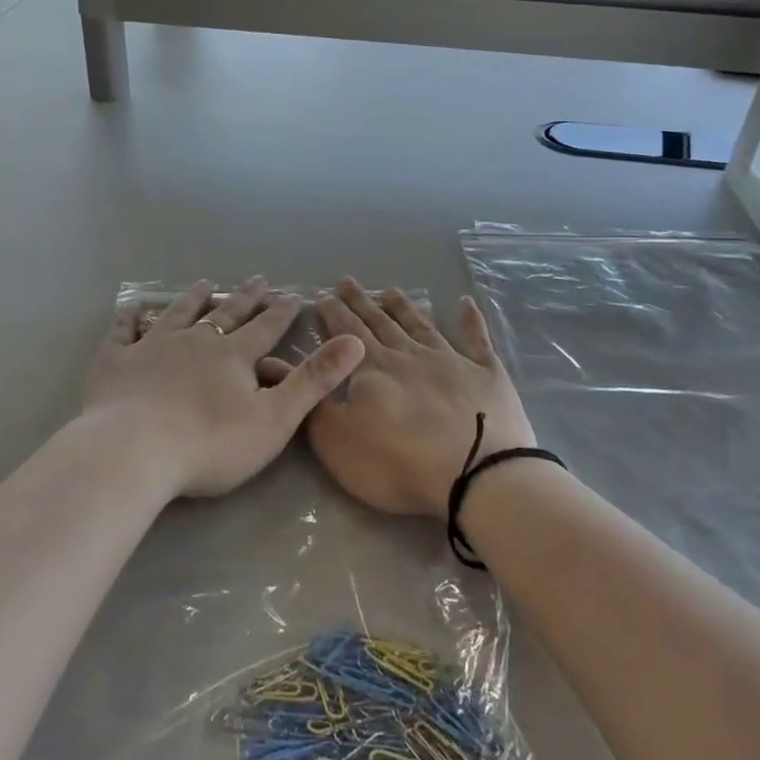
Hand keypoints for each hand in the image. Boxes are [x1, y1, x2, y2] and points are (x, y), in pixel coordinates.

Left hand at [82, 277, 365, 498]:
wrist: (134, 451)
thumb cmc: (210, 443)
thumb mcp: (275, 418)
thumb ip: (314, 380)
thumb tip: (355, 341)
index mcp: (233, 355)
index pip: (265, 327)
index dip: (281, 311)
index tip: (291, 294)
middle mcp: (195, 340)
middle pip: (225, 313)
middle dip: (245, 297)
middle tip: (258, 278)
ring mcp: (152, 346)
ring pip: (178, 314)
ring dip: (194, 298)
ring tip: (205, 283)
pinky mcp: (116, 361)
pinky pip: (123, 332)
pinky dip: (129, 318)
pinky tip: (131, 308)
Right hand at [294, 279, 534, 519]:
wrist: (476, 478)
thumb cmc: (397, 463)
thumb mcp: (336, 439)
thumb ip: (309, 397)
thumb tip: (273, 362)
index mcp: (372, 368)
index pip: (346, 332)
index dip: (332, 313)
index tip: (323, 295)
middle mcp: (409, 354)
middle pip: (380, 322)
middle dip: (361, 302)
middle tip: (347, 281)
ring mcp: (451, 361)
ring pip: (421, 326)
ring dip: (405, 308)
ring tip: (392, 291)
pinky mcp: (486, 375)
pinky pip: (476, 340)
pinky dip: (471, 320)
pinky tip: (466, 303)